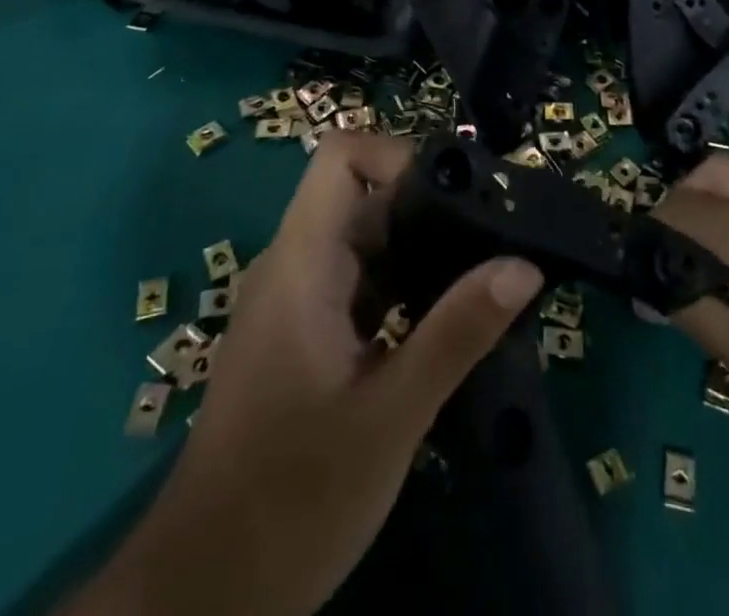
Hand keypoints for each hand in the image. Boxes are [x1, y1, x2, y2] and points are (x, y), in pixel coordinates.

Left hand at [65, 129, 543, 615]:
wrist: (205, 596)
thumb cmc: (291, 500)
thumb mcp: (389, 417)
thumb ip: (457, 334)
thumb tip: (523, 266)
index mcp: (302, 263)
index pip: (342, 156)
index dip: (400, 156)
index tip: (459, 197)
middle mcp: (295, 266)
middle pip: (363, 197)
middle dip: (429, 208)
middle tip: (495, 238)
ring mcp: (298, 303)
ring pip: (367, 242)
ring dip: (423, 252)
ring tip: (485, 276)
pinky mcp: (306, 337)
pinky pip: (362, 285)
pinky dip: (407, 288)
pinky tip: (448, 321)